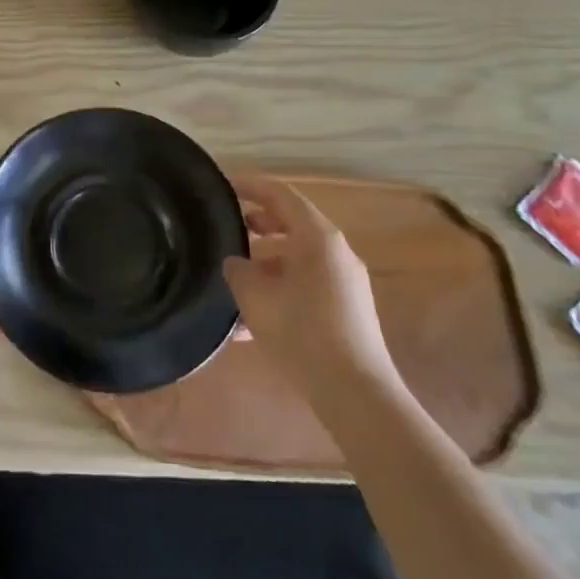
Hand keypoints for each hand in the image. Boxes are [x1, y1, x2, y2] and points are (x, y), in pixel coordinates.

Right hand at [224, 172, 401, 420]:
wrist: (355, 393)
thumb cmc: (302, 333)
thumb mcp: (255, 297)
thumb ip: (238, 270)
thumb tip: (236, 263)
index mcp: (318, 238)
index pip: (281, 194)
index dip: (251, 186)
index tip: (224, 186)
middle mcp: (336, 252)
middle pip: (292, 223)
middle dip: (258, 223)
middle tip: (228, 227)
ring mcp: (345, 281)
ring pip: (298, 256)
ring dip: (267, 260)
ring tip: (235, 276)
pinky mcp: (347, 308)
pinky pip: (307, 283)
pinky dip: (281, 286)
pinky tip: (252, 319)